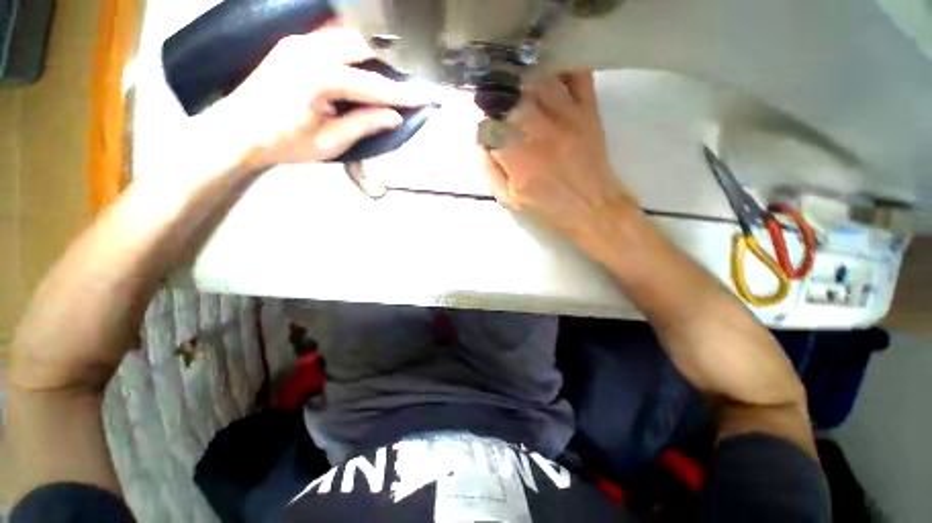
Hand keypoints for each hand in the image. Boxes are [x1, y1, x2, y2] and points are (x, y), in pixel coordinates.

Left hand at [190, 27, 431, 172]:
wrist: (236, 131)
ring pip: (347, 39)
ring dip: (370, 57)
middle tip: (402, 88)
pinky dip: (351, 53)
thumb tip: (394, 117)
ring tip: (384, 79)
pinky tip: (358, 69)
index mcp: (319, 78)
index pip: (373, 85)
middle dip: (387, 66)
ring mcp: (298, 43)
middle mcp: (309, 50)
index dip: (401, 94)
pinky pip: (331, 41)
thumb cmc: (284, 143)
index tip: (425, 97)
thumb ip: (364, 125)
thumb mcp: (329, 142)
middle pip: (362, 48)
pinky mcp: (293, 44)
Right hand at [483, 72, 637, 237]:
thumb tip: (481, 145)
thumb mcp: (510, 200)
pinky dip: (562, 69)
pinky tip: (549, 76)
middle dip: (497, 100)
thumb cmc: (547, 208)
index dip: (483, 130)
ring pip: (538, 79)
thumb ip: (490, 172)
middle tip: (497, 106)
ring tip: (516, 87)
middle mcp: (539, 130)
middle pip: (509, 97)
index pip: (488, 127)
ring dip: (522, 81)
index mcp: (517, 157)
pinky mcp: (588, 111)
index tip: (487, 135)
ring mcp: (566, 116)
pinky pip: (577, 75)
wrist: (591, 207)